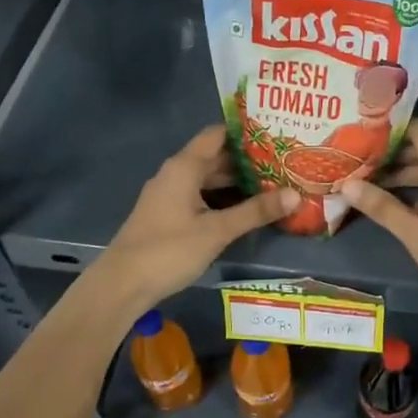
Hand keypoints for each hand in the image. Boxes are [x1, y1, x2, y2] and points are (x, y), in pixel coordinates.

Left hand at [90, 126, 296, 315]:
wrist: (121, 285)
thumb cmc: (169, 250)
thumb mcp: (217, 231)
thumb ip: (255, 211)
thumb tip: (295, 195)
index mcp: (184, 167)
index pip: (218, 134)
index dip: (246, 132)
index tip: (276, 133)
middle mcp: (175, 174)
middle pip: (215, 157)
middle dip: (248, 160)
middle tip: (284, 162)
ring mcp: (169, 195)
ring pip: (208, 179)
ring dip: (236, 182)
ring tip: (273, 184)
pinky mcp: (168, 215)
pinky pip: (200, 196)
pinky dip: (222, 198)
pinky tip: (245, 209)